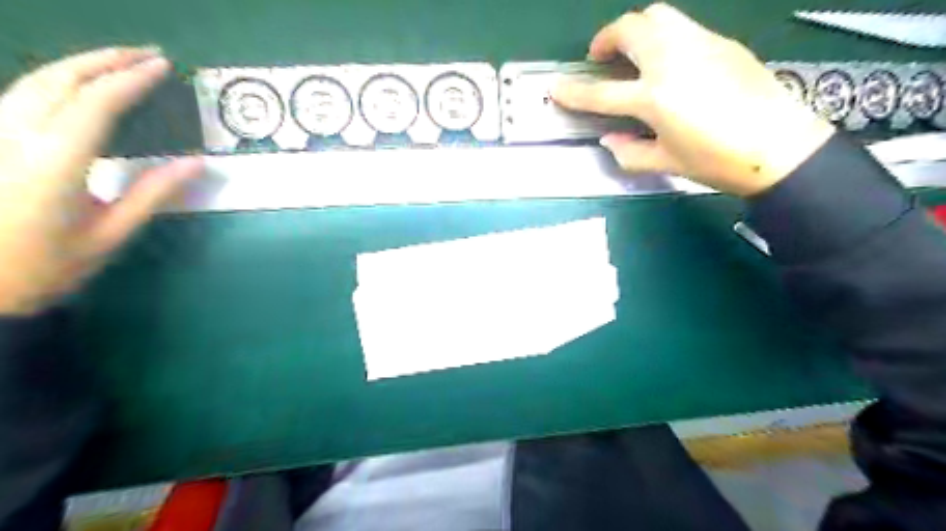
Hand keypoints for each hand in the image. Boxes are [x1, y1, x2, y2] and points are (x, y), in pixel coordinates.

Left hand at [0, 48, 200, 315]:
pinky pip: (19, 96)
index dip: (132, 81)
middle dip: (105, 60)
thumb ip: (153, 193)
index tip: (163, 67)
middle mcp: (15, 138)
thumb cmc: (50, 266)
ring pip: (33, 82)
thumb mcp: (111, 234)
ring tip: (117, 61)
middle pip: (59, 81)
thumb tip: (198, 163)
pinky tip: (76, 85)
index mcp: (54, 163)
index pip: (97, 105)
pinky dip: (55, 81)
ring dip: (79, 65)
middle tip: (146, 54)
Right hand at [555, 1, 832, 196]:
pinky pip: (683, 26)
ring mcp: (700, 45)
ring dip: (635, 29)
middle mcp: (673, 61)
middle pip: (630, 29)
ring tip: (632, 52)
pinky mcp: (722, 42)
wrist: (781, 146)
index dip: (573, 91)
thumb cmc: (717, 161)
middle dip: (606, 39)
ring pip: (658, 15)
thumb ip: (629, 152)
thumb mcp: (666, 164)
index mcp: (655, 98)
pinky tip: (668, 62)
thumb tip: (609, 139)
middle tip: (600, 58)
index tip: (556, 88)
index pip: (601, 92)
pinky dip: (664, 36)